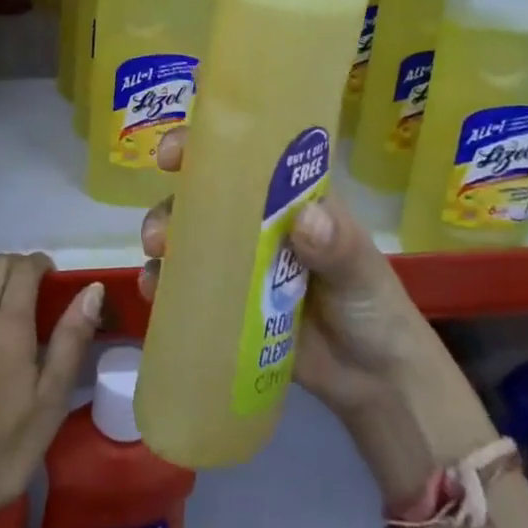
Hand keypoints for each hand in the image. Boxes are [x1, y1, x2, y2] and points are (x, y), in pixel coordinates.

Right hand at [141, 129, 424, 428]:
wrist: (375, 382)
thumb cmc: (373, 305)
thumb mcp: (361, 268)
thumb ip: (337, 245)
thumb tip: (306, 221)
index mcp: (285, 197)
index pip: (241, 156)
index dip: (205, 145)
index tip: (174, 152)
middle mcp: (254, 221)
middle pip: (202, 195)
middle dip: (173, 202)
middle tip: (160, 231)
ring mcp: (237, 262)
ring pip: (187, 235)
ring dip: (162, 237)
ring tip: (155, 258)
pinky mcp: (226, 302)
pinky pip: (185, 284)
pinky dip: (162, 282)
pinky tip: (151, 291)